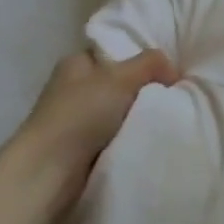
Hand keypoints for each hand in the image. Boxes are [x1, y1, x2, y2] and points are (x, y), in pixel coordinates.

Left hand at [0, 49, 177, 216]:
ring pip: (119, 112)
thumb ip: (150, 63)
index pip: (112, 52)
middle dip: (144, 90)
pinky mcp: (80, 150)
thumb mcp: (121, 77)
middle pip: (119, 83)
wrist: (50, 172)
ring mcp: (75, 120)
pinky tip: (149, 140)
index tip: (167, 69)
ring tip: (166, 119)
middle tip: (173, 95)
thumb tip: (172, 70)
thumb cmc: (81, 114)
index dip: (139, 57)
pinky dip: (130, 140)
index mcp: (75, 63)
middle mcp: (73, 88)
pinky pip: (116, 137)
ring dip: (139, 118)